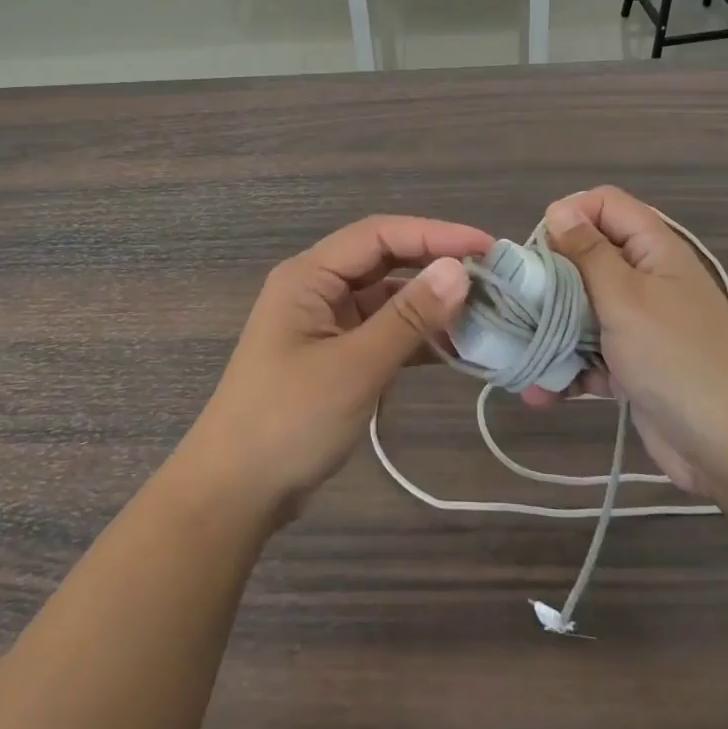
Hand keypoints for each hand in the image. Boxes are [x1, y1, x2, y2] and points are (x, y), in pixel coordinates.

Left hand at [178, 215, 493, 521]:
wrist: (234, 494)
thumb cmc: (288, 421)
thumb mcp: (355, 367)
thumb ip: (408, 317)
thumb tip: (460, 270)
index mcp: (309, 276)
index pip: (380, 235)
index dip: (435, 234)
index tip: (487, 247)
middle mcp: (317, 289)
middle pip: (385, 261)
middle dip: (436, 266)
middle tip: (493, 277)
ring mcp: (326, 324)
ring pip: (387, 298)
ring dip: (430, 304)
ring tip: (484, 314)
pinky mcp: (335, 357)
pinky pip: (383, 332)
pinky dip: (416, 337)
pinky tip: (454, 348)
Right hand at [526, 187, 727, 498]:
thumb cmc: (677, 358)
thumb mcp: (626, 297)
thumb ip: (589, 253)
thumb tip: (560, 209)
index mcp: (653, 250)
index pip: (606, 205)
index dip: (570, 215)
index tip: (540, 247)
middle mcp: (646, 280)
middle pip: (587, 258)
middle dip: (550, 279)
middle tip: (522, 301)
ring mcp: (639, 326)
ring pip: (582, 310)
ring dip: (552, 331)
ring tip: (520, 355)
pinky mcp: (633, 367)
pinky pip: (591, 355)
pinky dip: (568, 371)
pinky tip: (542, 393)